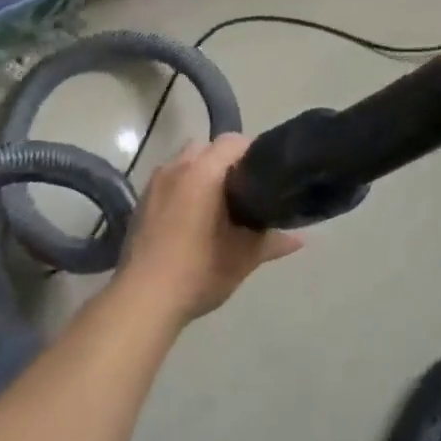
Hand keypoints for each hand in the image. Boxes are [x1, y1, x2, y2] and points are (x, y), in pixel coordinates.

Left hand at [118, 135, 302, 323]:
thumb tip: (299, 239)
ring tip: (216, 204)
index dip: (252, 152)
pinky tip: (190, 218)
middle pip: (206, 147)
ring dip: (201, 173)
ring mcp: (154, 183)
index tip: (264, 174)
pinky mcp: (141, 201)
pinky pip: (168, 180)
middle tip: (242, 190)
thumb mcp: (242, 258)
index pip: (233, 141)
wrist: (143, 299)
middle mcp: (176, 167)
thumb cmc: (198, 271)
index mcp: (203, 172)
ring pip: (185, 162)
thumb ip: (271, 242)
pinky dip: (183, 188)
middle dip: (225, 161)